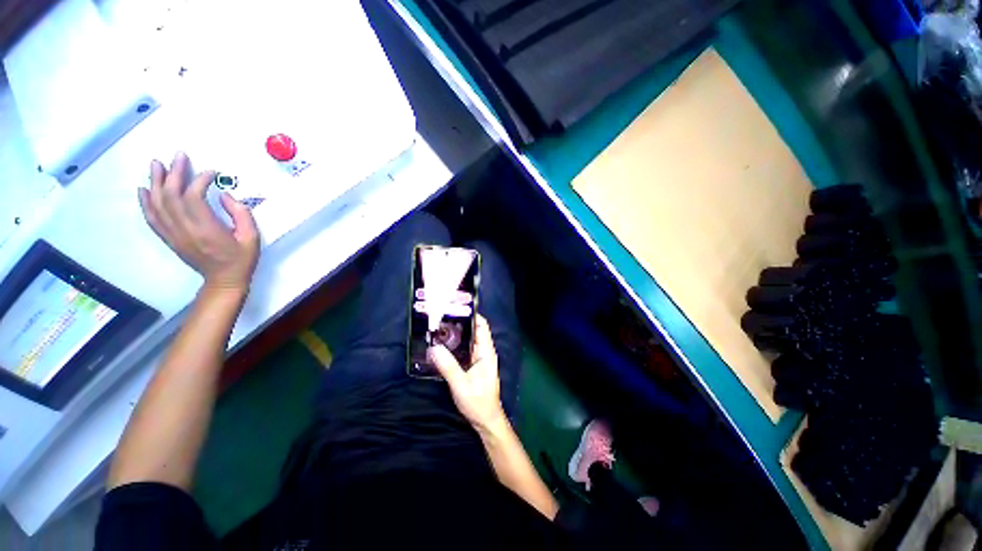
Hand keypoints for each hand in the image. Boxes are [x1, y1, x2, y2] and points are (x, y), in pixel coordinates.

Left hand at [139, 152, 259, 292]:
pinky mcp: (168, 238)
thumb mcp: (252, 237)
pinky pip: (151, 218)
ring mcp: (173, 234)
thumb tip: (224, 196)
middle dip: (174, 173)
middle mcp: (185, 230)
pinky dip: (145, 202)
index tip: (210, 172)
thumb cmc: (242, 258)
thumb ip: (241, 214)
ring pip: (158, 204)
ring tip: (156, 164)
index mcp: (207, 230)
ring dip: (155, 182)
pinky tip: (144, 189)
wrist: (224, 280)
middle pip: (172, 196)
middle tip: (178, 156)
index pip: (194, 198)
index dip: (199, 180)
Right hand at [429, 315, 507, 434]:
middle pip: (474, 331)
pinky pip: (465, 350)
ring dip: (457, 334)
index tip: (456, 308)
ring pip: (469, 340)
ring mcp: (479, 359)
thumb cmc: (478, 402)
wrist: (486, 420)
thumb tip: (433, 348)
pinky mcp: (474, 366)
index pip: (482, 326)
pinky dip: (456, 345)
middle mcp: (484, 352)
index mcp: (486, 352)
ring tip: (439, 328)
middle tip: (442, 317)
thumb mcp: (461, 385)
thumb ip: (448, 366)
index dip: (472, 315)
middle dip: (460, 323)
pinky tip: (443, 346)